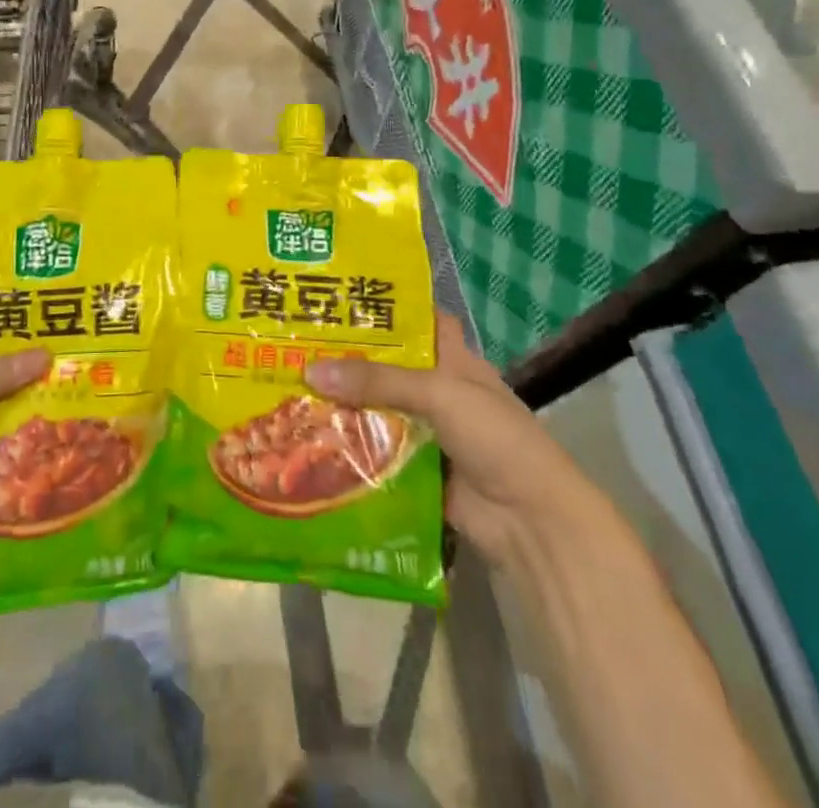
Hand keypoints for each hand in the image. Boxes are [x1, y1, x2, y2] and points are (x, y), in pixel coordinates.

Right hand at [306, 312, 576, 563]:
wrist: (530, 522)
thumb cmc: (495, 438)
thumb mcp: (440, 394)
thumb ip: (378, 381)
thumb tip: (310, 370)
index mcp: (454, 360)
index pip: (418, 320)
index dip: (385, 307)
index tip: (338, 296)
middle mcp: (438, 390)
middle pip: (387, 366)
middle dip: (347, 358)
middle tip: (295, 343)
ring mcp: (426, 432)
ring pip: (376, 409)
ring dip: (341, 404)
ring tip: (289, 386)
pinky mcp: (414, 471)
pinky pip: (374, 452)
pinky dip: (347, 446)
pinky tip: (307, 438)